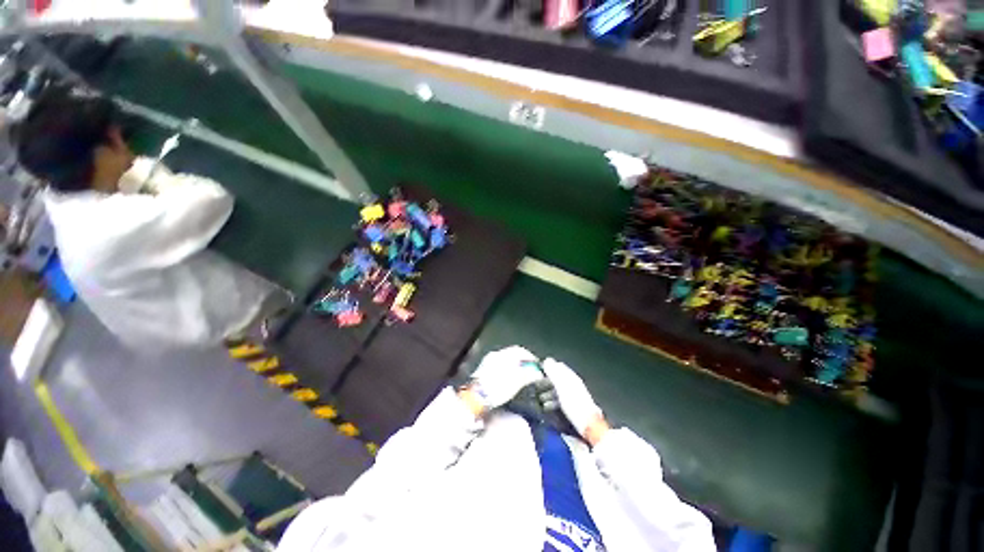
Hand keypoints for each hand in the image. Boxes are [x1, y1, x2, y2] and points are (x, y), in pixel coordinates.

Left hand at [465, 346, 540, 414]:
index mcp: (504, 355)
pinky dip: (507, 369)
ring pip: (505, 359)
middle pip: (512, 354)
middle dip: (522, 361)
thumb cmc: (497, 388)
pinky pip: (499, 365)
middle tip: (530, 370)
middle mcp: (495, 354)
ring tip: (521, 375)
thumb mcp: (516, 382)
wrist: (476, 397)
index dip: (530, 357)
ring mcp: (488, 361)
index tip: (537, 365)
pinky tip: (509, 378)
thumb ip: (528, 375)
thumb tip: (538, 373)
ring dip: (514, 365)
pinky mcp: (484, 369)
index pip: (520, 350)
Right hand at [542, 358, 609, 445]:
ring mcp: (574, 395)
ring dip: (549, 391)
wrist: (587, 423)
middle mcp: (573, 384)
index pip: (559, 366)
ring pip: (559, 389)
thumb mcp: (562, 386)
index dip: (548, 366)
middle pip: (558, 378)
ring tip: (539, 397)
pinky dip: (553, 400)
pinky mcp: (573, 405)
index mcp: (571, 377)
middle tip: (536, 384)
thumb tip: (547, 360)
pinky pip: (560, 399)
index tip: (538, 370)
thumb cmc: (574, 403)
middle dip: (547, 380)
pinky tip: (547, 406)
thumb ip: (554, 373)